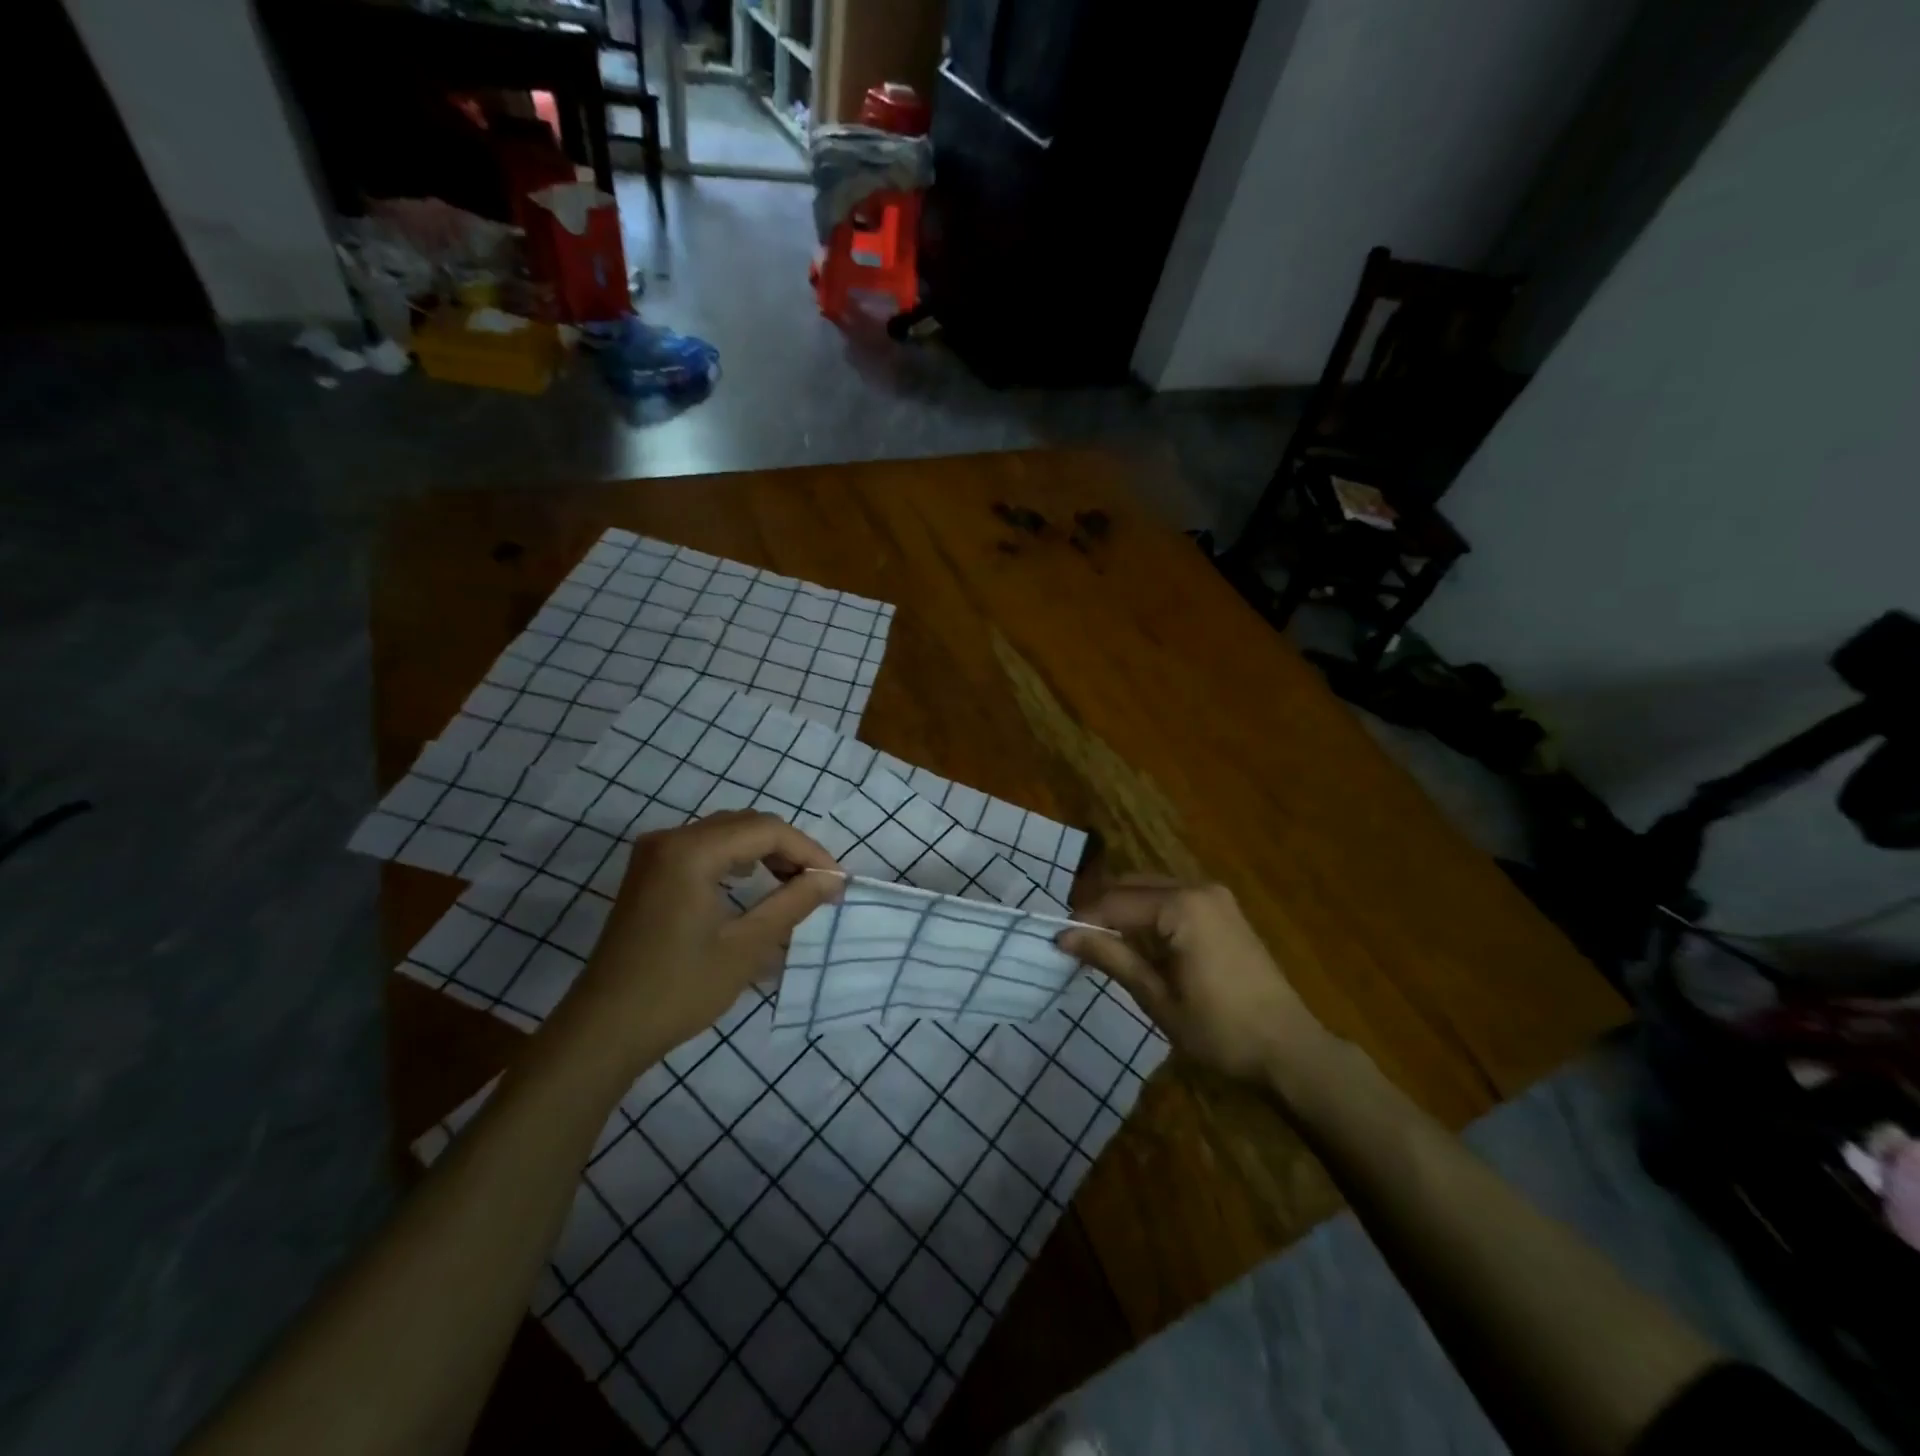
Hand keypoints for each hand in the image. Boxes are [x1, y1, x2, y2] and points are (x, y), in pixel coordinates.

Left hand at [552, 811, 842, 1077]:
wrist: (604, 1029)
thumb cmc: (679, 989)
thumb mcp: (747, 947)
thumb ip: (793, 903)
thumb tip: (832, 878)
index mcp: (691, 851)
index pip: (766, 830)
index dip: (808, 850)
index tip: (837, 881)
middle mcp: (670, 838)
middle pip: (746, 824)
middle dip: (788, 848)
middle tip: (819, 883)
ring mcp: (654, 853)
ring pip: (725, 833)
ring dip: (763, 851)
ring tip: (793, 882)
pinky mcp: (648, 871)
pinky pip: (704, 847)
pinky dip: (735, 858)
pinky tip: (751, 881)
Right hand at [1058, 877, 1325, 1082]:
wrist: (1289, 1049)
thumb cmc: (1220, 1030)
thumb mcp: (1157, 997)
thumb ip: (1111, 957)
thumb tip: (1063, 936)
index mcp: (1182, 906)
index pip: (1116, 902)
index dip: (1083, 919)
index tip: (1056, 940)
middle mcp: (1198, 888)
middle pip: (1132, 886)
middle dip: (1101, 908)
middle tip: (1075, 940)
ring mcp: (1215, 896)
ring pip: (1152, 889)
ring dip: (1124, 909)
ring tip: (1100, 942)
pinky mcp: (1224, 909)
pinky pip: (1173, 899)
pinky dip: (1149, 913)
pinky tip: (1138, 941)